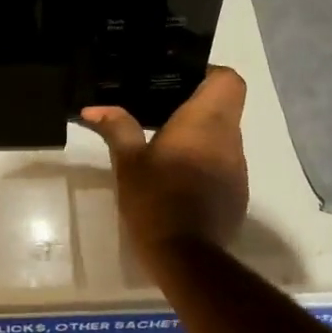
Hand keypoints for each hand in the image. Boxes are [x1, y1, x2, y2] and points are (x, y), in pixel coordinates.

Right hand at [81, 67, 247, 255]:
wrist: (188, 258)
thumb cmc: (156, 199)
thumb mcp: (128, 162)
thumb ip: (117, 128)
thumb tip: (93, 108)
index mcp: (205, 121)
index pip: (228, 79)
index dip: (209, 73)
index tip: (181, 80)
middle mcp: (229, 139)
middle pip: (225, 106)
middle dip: (197, 104)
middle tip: (163, 109)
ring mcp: (237, 169)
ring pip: (225, 135)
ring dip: (201, 135)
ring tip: (167, 143)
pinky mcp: (237, 194)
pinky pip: (224, 163)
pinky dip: (206, 161)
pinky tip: (179, 177)